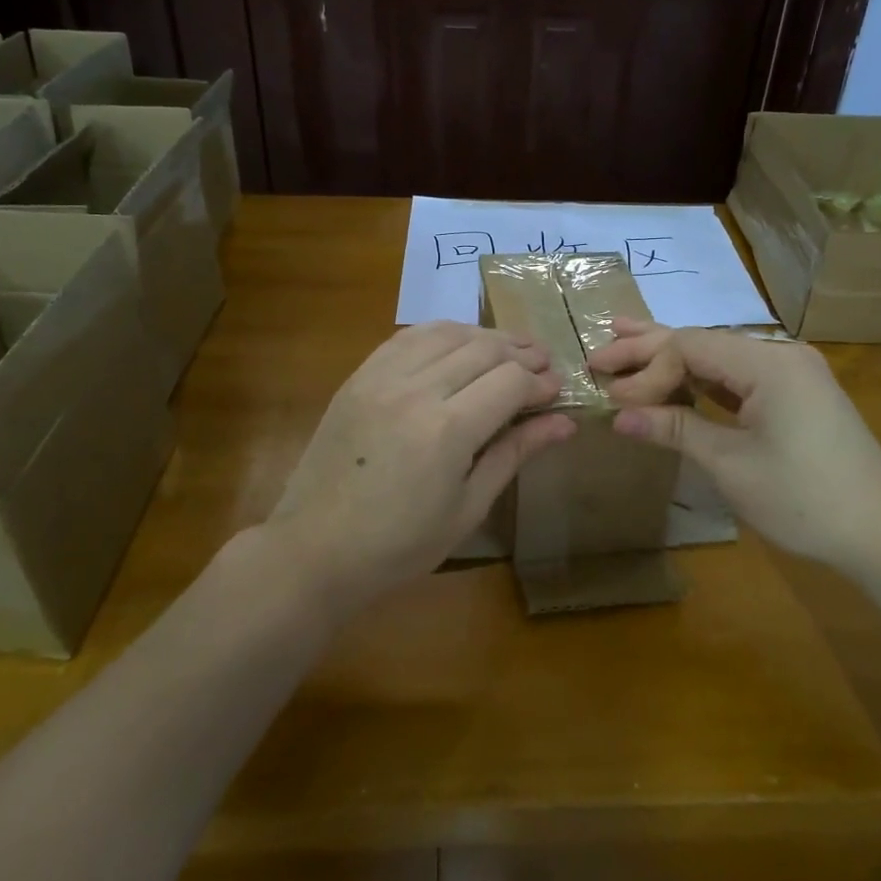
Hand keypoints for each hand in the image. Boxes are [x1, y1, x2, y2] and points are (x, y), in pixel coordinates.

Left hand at [270, 322, 576, 614]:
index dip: (540, 382)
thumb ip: (515, 454)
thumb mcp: (467, 508)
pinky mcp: (359, 376)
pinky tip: (457, 344)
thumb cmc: (400, 544)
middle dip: (521, 352)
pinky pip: (407, 337)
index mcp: (447, 430)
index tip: (556, 391)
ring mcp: (381, 377)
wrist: (315, 548)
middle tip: (543, 364)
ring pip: (446, 333)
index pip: (510, 381)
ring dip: (484, 336)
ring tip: (508, 349)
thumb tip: (565, 423)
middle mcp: (415, 390)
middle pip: (483, 349)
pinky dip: (441, 333)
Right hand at [588, 320, 880, 578]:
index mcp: (768, 364)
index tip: (614, 401)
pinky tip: (673, 377)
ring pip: (718, 357)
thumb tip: (618, 417)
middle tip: (599, 354)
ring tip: (624, 342)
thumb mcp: (731, 465)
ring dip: (672, 358)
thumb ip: (675, 430)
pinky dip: (701, 379)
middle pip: (702, 342)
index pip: (689, 348)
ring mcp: (791, 373)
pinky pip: (737, 376)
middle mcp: (780, 355)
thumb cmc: (805, 499)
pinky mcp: (795, 394)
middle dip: (649, 348)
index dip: (647, 370)